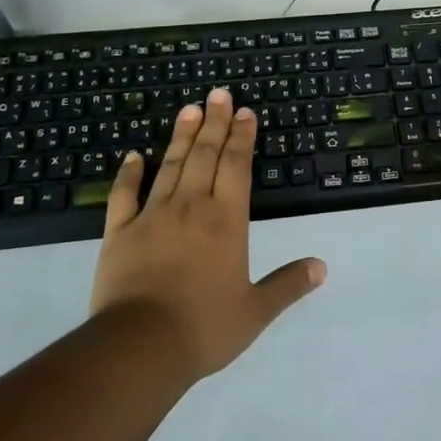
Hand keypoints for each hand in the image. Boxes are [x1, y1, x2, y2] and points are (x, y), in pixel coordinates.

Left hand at [90, 87, 325, 380]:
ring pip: (170, 166)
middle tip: (218, 93)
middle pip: (205, 156)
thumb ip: (288, 285)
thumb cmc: (204, 327)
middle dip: (214, 123)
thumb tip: (322, 267)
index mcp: (226, 221)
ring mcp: (151, 216)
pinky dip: (129, 173)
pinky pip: (124, 195)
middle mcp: (191, 207)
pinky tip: (133, 155)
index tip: (245, 112)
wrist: (139, 347)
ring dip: (181, 136)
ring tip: (189, 109)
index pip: (237, 166)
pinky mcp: (119, 233)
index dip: (242, 137)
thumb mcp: (256, 311)